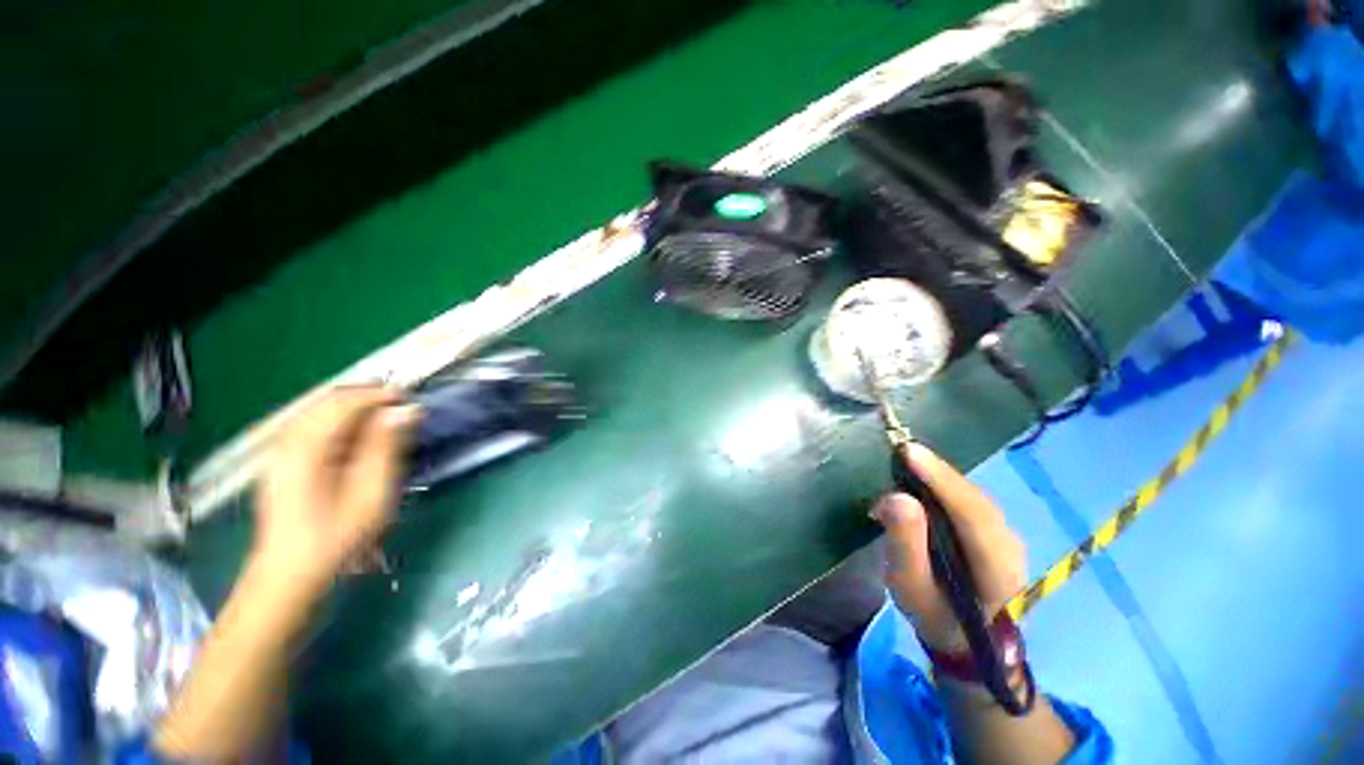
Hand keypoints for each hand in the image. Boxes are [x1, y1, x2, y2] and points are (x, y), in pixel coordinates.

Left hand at [254, 387, 418, 589]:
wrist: (290, 574)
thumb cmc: (337, 537)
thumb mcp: (372, 493)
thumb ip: (386, 446)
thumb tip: (404, 410)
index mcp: (307, 449)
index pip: (343, 402)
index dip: (379, 394)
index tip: (411, 398)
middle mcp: (287, 443)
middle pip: (326, 401)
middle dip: (366, 396)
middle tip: (402, 406)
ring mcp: (279, 452)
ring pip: (317, 410)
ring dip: (353, 406)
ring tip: (385, 416)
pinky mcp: (281, 462)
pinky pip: (310, 425)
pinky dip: (338, 420)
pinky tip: (357, 433)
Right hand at [871, 443, 1026, 652]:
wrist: (966, 640)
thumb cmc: (934, 615)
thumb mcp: (910, 587)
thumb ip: (905, 544)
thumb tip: (896, 497)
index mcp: (996, 569)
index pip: (971, 514)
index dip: (940, 479)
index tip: (908, 452)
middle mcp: (1010, 545)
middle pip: (973, 498)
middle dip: (936, 472)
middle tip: (899, 452)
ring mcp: (1007, 536)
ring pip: (972, 495)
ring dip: (938, 477)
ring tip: (904, 464)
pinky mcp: (996, 531)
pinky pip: (969, 499)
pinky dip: (943, 486)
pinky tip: (921, 482)